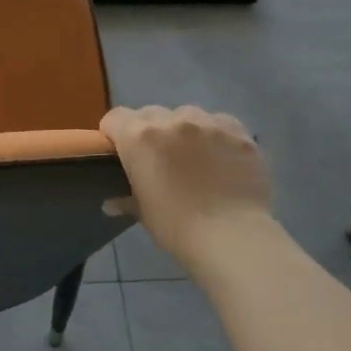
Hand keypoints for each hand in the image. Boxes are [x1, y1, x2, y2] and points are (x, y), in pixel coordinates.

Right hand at [100, 105, 273, 269]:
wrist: (231, 236)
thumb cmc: (176, 227)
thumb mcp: (143, 213)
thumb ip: (126, 198)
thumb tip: (112, 203)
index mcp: (140, 138)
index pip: (115, 118)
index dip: (114, 134)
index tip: (120, 152)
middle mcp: (172, 120)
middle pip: (150, 114)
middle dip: (149, 131)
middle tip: (157, 158)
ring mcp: (208, 123)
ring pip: (186, 114)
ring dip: (183, 130)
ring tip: (193, 155)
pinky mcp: (238, 131)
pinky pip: (219, 123)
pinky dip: (215, 134)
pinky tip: (221, 156)